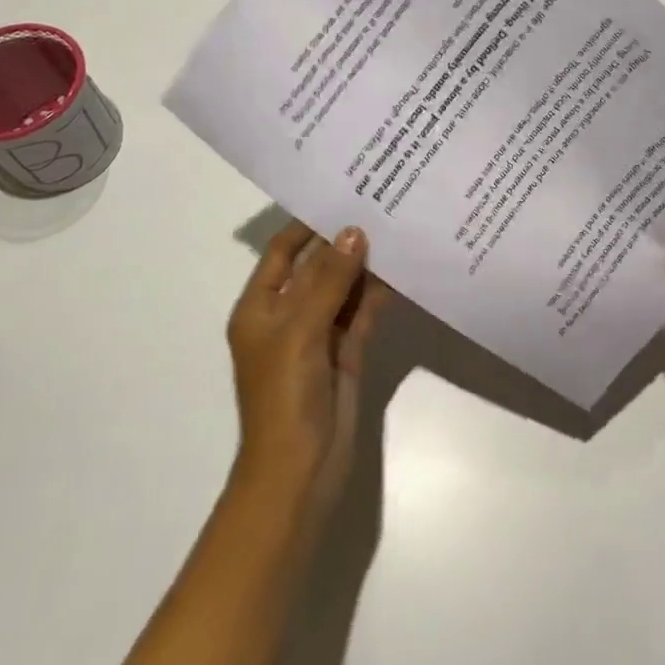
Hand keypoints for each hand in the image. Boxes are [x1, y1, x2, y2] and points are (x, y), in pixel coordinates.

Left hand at [227, 221, 388, 516]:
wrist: (300, 471)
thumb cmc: (284, 397)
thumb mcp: (300, 331)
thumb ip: (329, 280)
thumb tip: (354, 231)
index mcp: (260, 308)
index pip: (282, 252)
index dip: (307, 224)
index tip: (341, 193)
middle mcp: (288, 315)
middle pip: (317, 267)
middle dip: (344, 240)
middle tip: (380, 203)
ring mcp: (319, 334)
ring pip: (344, 288)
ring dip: (365, 264)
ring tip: (397, 226)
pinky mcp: (347, 352)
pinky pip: (363, 312)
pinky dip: (380, 293)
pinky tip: (404, 269)